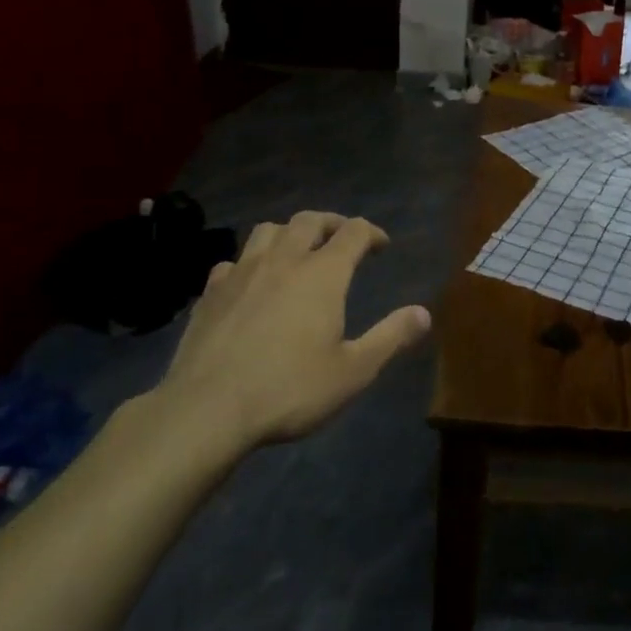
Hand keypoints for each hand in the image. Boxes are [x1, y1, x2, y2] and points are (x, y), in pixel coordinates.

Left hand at [144, 211, 430, 460]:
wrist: (206, 410)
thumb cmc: (289, 389)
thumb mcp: (353, 371)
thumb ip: (390, 337)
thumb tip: (424, 313)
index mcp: (322, 273)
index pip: (353, 232)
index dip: (372, 233)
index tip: (381, 245)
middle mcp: (284, 260)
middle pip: (310, 220)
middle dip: (332, 223)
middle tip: (342, 239)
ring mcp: (242, 273)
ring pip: (268, 230)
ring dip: (289, 233)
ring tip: (297, 250)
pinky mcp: (211, 293)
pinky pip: (233, 262)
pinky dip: (250, 263)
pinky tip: (251, 283)